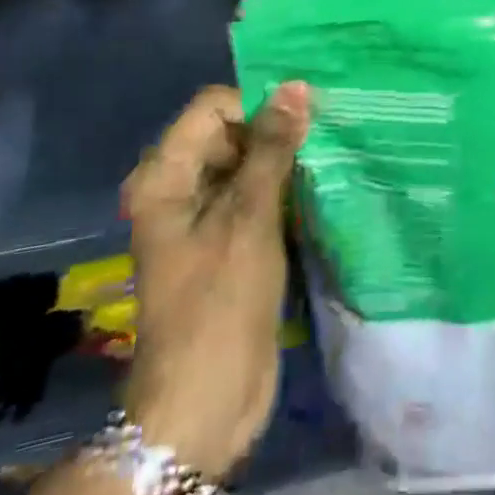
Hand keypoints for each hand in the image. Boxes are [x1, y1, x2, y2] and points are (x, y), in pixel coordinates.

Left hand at [120, 83, 309, 479]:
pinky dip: (283, 191)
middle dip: (275, 132)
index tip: (305, 120)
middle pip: (230, 133)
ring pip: (247, 165)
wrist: (205, 406)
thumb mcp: (249, 218)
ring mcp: (202, 218)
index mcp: (164, 176)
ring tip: (329, 160)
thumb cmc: (219, 305)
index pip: (213, 107)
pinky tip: (320, 192)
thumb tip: (296, 87)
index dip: (257, 106)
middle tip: (325, 139)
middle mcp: (178, 188)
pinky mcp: (227, 244)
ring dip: (284, 162)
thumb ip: (272, 148)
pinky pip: (255, 198)